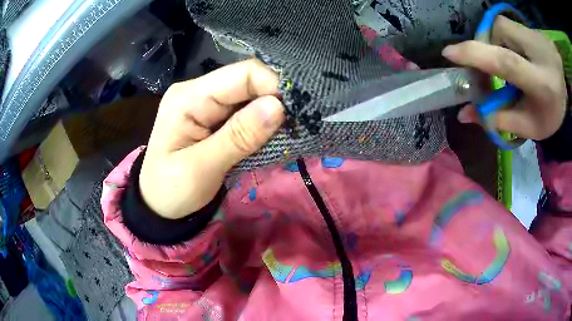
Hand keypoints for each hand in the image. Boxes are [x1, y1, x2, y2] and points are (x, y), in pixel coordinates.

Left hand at [139, 59, 284, 218]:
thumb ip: (238, 137)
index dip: (273, 86)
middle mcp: (199, 91)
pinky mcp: (215, 117)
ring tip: (288, 134)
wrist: (159, 205)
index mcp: (188, 97)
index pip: (242, 74)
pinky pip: (247, 111)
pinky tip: (272, 137)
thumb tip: (278, 107)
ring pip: (251, 95)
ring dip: (272, 113)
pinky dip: (263, 123)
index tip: (295, 114)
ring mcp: (207, 103)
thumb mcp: (200, 169)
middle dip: (275, 100)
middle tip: (297, 127)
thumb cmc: (171, 190)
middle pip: (249, 81)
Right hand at [442, 16, 566, 139]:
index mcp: (542, 83)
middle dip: (482, 53)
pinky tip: (510, 51)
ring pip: (496, 29)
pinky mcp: (525, 23)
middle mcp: (536, 49)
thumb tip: (463, 113)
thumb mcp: (530, 126)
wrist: (563, 81)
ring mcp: (531, 31)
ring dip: (492, 47)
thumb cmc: (550, 109)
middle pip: (496, 38)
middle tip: (484, 71)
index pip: (507, 62)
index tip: (448, 53)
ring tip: (504, 64)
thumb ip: (500, 120)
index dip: (476, 55)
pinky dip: (498, 39)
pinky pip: (501, 26)